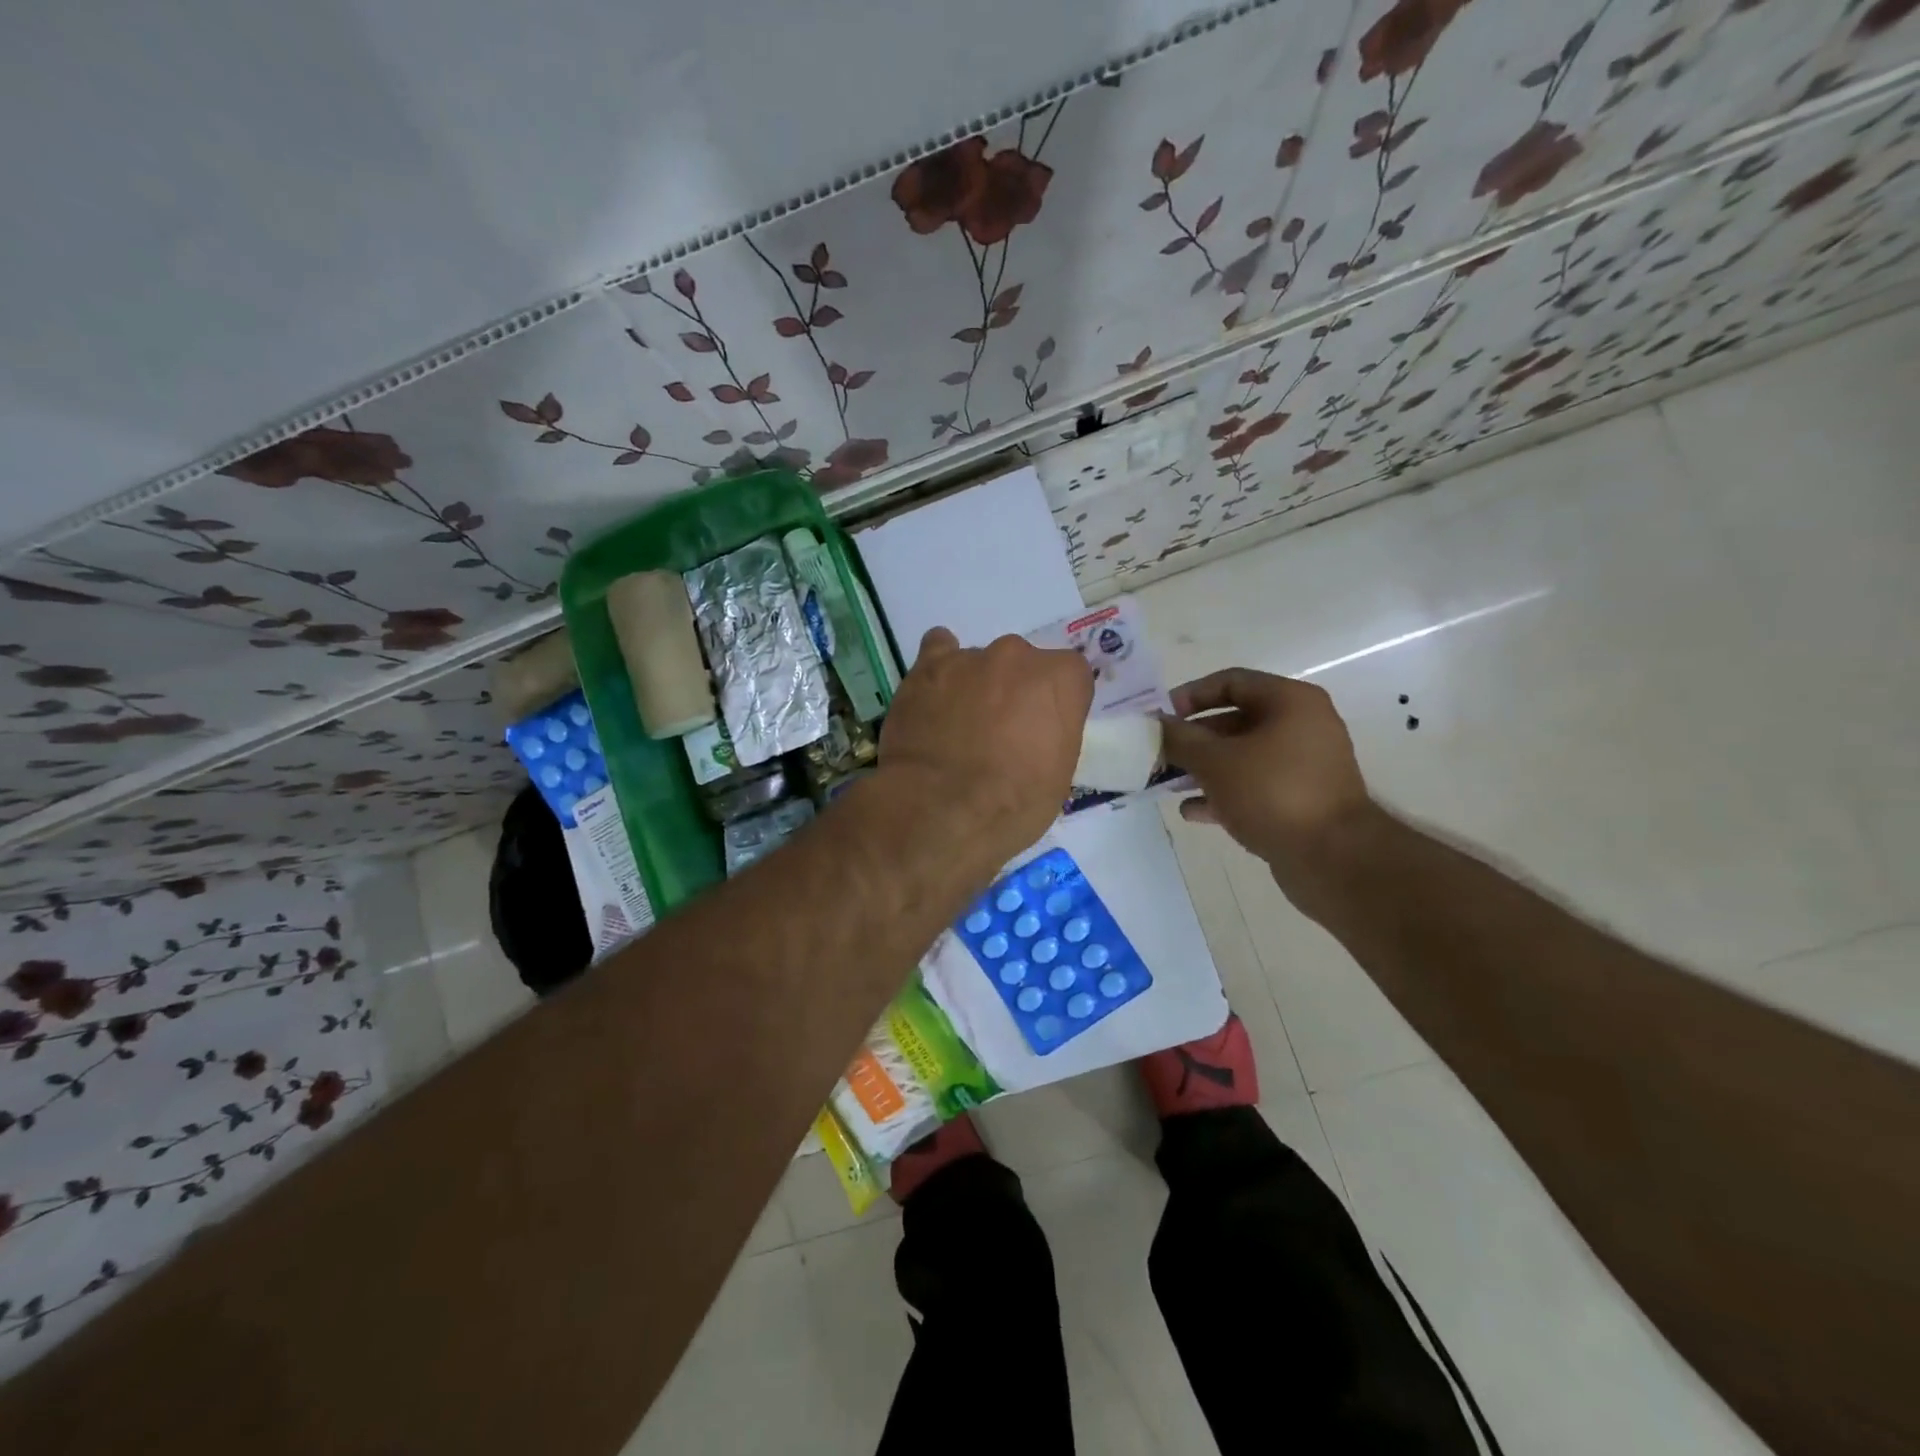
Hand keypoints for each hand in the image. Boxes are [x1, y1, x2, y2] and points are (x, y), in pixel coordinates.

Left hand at [877, 627, 1093, 861]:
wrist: (940, 809)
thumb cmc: (1012, 803)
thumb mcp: (1058, 777)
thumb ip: (1053, 734)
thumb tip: (1035, 731)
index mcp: (1060, 680)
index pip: (1070, 676)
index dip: (1057, 704)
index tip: (1045, 730)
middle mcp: (1018, 656)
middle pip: (1023, 665)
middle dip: (1016, 691)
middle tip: (1000, 732)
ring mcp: (969, 657)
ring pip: (981, 662)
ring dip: (976, 685)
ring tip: (959, 726)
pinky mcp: (927, 667)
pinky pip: (938, 649)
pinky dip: (939, 670)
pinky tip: (934, 694)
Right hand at [1158, 669, 1374, 876]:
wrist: (1333, 858)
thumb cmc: (1272, 792)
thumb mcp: (1215, 761)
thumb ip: (1179, 739)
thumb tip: (1155, 724)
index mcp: (1290, 702)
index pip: (1231, 682)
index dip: (1190, 695)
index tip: (1160, 717)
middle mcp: (1303, 726)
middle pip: (1235, 721)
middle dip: (1193, 739)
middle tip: (1159, 754)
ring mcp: (1304, 766)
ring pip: (1243, 757)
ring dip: (1204, 768)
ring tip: (1168, 784)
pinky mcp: (1301, 800)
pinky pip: (1254, 787)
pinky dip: (1224, 794)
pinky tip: (1192, 811)